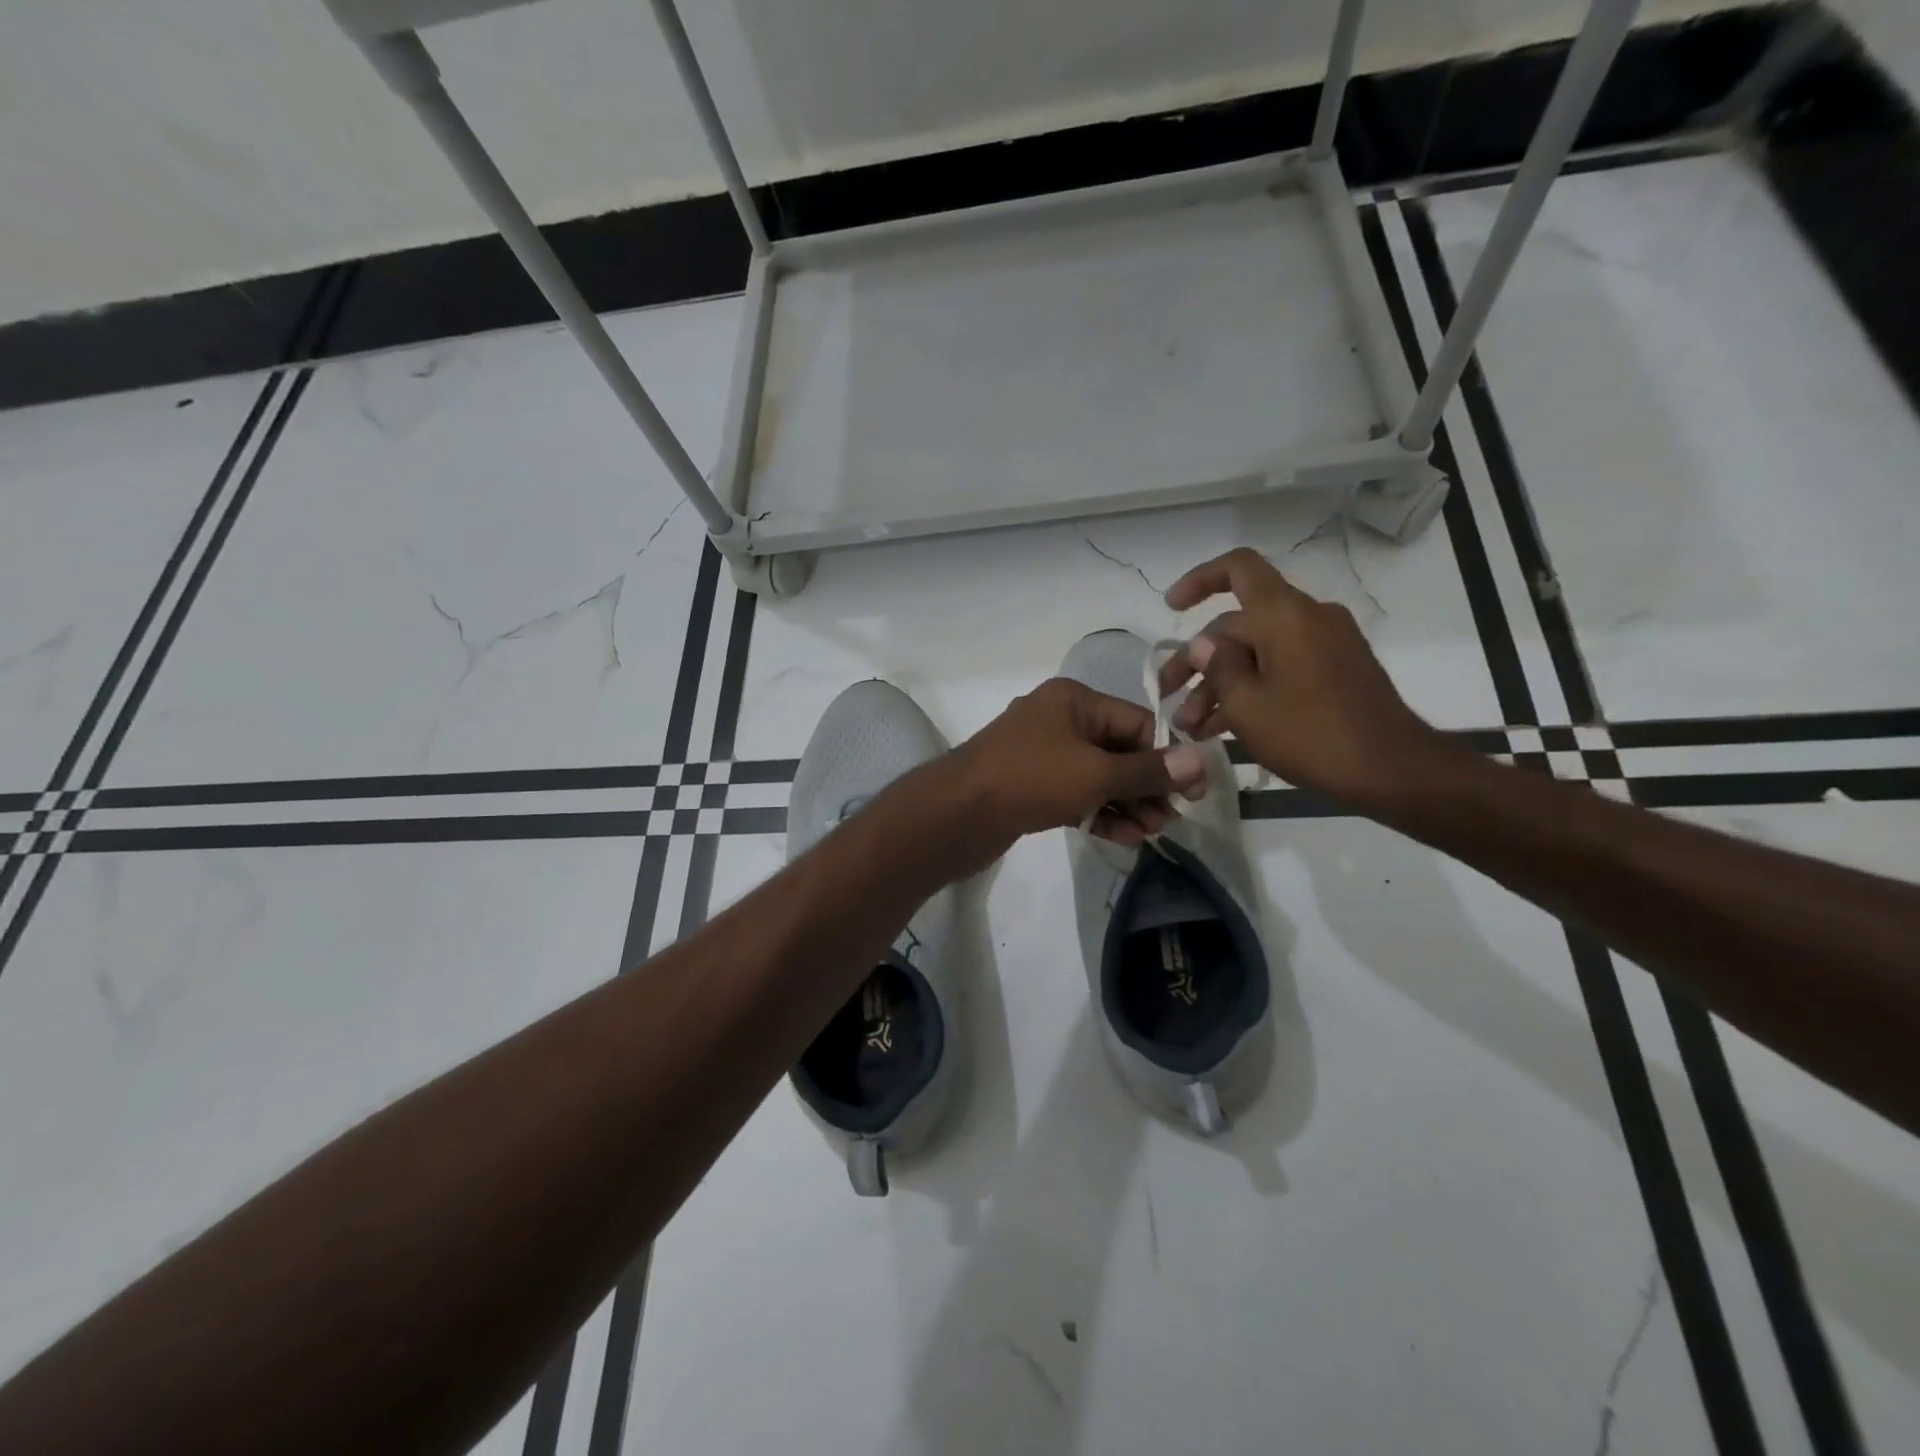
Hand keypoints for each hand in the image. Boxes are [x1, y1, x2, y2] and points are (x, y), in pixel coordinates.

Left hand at [945, 677, 1207, 861]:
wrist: (955, 815)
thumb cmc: (1030, 780)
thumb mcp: (1097, 774)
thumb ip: (1149, 771)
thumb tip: (1201, 762)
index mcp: (1074, 701)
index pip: (1137, 723)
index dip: (1167, 757)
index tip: (1191, 794)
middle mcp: (1058, 721)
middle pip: (1119, 750)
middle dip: (1147, 786)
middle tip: (1169, 821)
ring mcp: (1041, 755)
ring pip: (1098, 776)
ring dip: (1126, 803)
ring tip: (1150, 834)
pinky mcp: (1029, 787)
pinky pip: (1075, 794)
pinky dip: (1098, 812)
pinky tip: (1123, 838)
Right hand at [1159, 547, 1448, 809]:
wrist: (1391, 769)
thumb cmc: (1310, 733)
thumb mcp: (1247, 706)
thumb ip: (1218, 667)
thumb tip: (1202, 644)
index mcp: (1285, 614)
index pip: (1238, 569)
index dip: (1199, 580)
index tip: (1171, 608)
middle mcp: (1307, 618)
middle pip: (1238, 625)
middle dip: (1198, 662)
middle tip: (1168, 699)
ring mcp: (1326, 645)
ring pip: (1257, 653)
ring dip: (1221, 684)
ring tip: (1191, 727)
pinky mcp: (1336, 671)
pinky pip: (1282, 668)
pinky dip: (1252, 689)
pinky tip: (1222, 728)